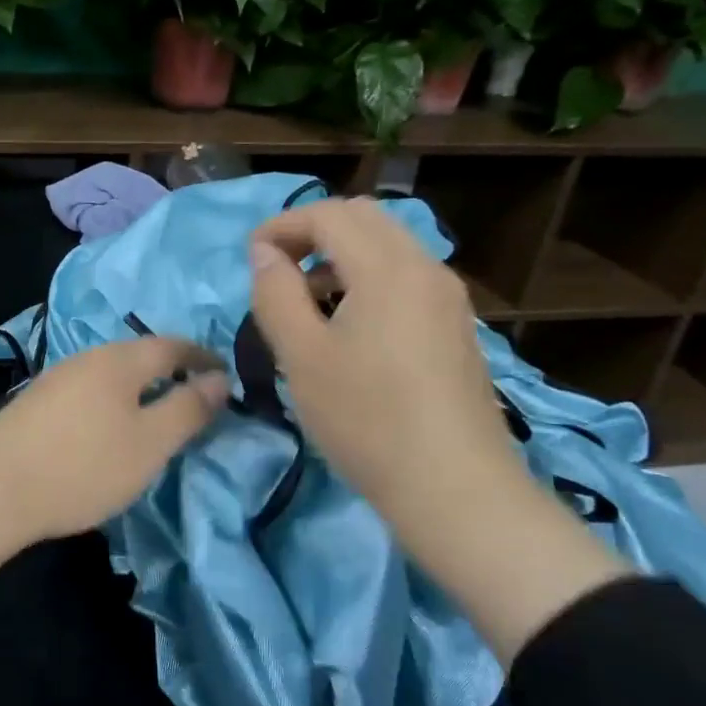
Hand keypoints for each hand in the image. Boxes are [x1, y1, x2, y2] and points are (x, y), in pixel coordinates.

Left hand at [0, 338, 228, 607]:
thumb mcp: (150, 443)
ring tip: (158, 411)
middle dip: (171, 370)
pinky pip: (90, 390)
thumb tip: (220, 379)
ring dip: (140, 386)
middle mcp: (88, 357)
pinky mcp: (37, 402)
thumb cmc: (83, 466)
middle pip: (140, 355)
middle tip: (195, 394)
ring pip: (112, 373)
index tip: (226, 373)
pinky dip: (113, 400)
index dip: (202, 358)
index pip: (173, 346)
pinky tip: (110, 425)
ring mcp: (58, 377)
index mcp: (120, 360)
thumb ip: (188, 408)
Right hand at [247, 197, 519, 514]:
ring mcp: (447, 297)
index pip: (328, 215)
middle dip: (312, 231)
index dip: (281, 225)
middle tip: (277, 269)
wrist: (456, 490)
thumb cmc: (367, 420)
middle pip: (363, 218)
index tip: (250, 258)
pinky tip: (348, 325)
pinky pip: (405, 275)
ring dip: (340, 254)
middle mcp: (425, 268)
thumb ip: (276, 293)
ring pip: (387, 245)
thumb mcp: (302, 356)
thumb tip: (265, 254)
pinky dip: (367, 276)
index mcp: (388, 268)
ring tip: (306, 300)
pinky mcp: (455, 326)